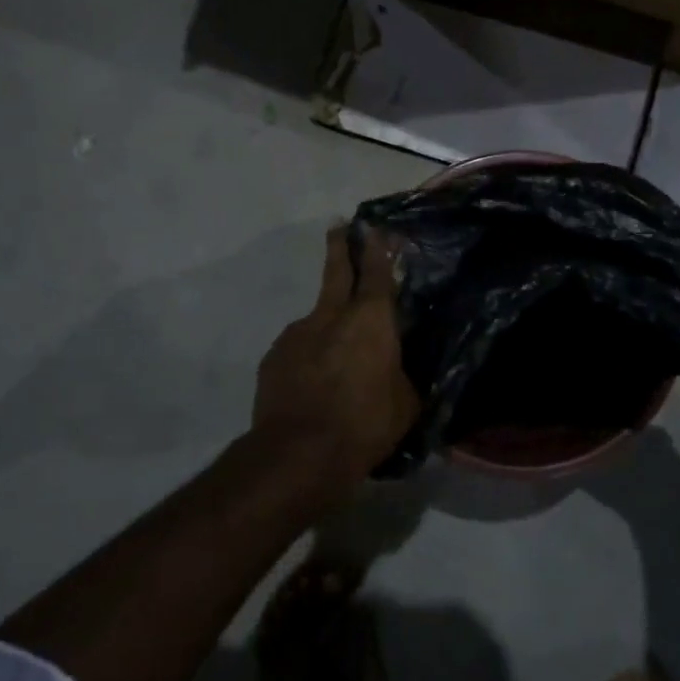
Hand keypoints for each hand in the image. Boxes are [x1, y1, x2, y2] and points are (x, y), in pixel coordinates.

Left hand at [253, 227, 419, 499]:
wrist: (298, 453)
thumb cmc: (365, 425)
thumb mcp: (406, 404)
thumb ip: (402, 376)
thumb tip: (397, 370)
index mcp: (371, 320)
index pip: (376, 273)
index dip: (377, 249)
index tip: (373, 227)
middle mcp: (330, 316)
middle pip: (335, 271)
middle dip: (339, 247)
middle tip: (338, 227)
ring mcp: (297, 334)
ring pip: (316, 319)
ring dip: (326, 326)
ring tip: (336, 359)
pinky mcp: (273, 358)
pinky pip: (297, 350)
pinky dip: (308, 358)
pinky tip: (313, 384)